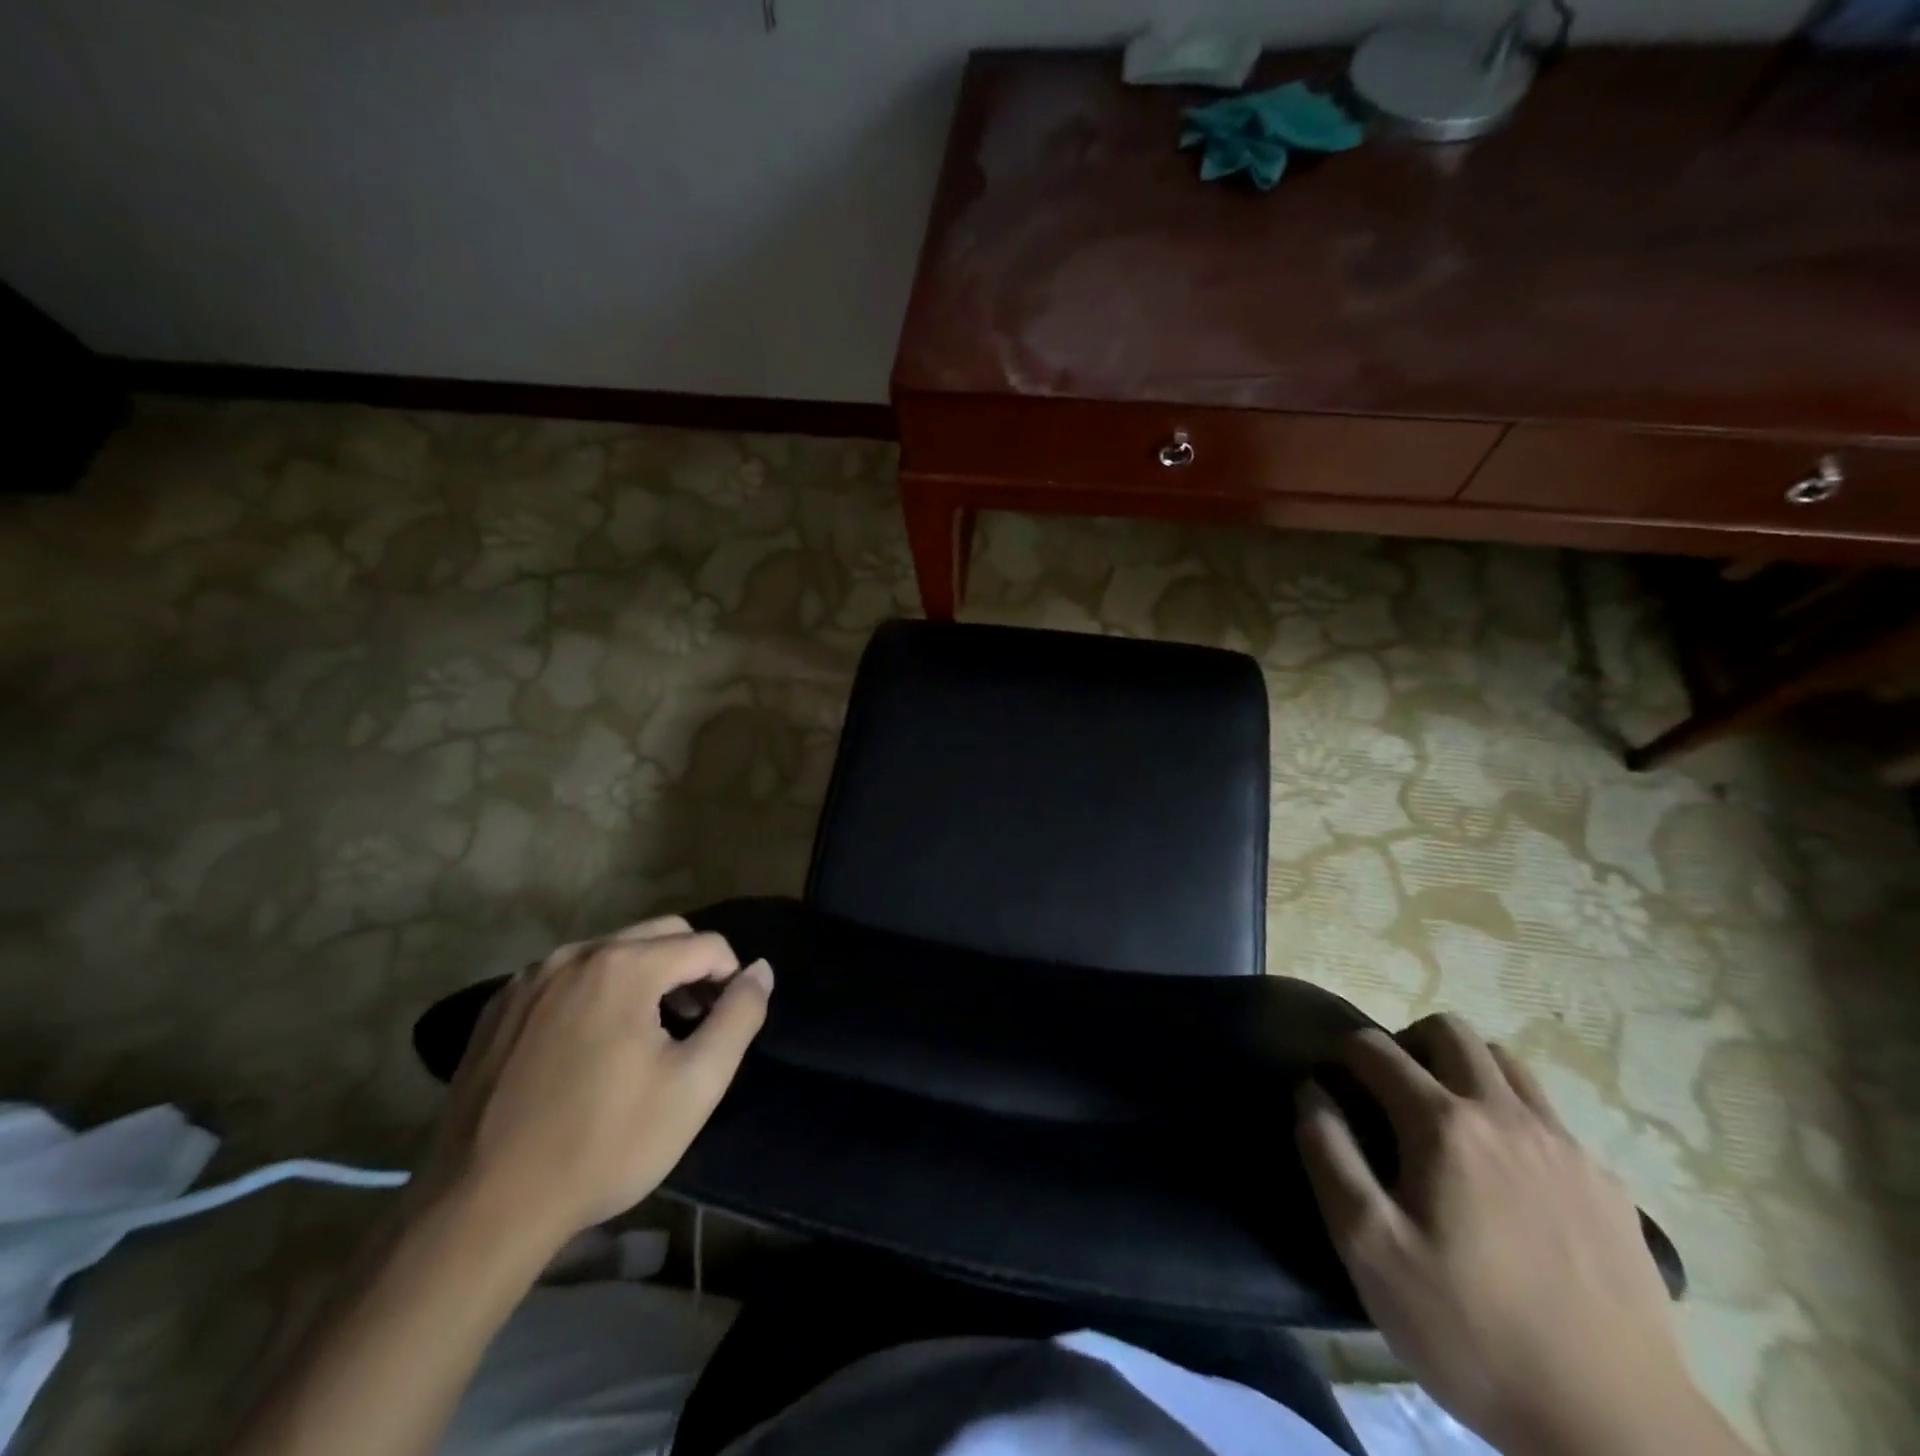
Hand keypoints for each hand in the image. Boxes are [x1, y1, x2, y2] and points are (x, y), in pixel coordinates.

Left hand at [422, 916, 771, 1250]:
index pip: (706, 945)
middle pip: (660, 934)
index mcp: (624, 965)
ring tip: (647, 1037)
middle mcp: (575, 954)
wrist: (481, 1209)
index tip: (726, 1024)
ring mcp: (529, 979)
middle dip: (690, 969)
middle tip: (694, 1024)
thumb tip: (760, 970)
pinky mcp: (498, 1008)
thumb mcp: (695, 1085)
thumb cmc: (603, 1144)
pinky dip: (596, 993)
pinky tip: (590, 1048)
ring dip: (645, 977)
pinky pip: (568, 978)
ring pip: (612, 952)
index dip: (731, 979)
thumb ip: (740, 1016)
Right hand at [1297, 1016, 1744, 1455]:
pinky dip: (1513, 1118)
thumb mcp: (1368, 1247)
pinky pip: (1549, 1116)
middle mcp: (1506, 1115)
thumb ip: (1328, 1153)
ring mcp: (1566, 1147)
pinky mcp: (1607, 1186)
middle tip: (1392, 1097)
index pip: (1375, 1048)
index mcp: (1443, 1123)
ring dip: (1465, 1072)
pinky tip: (1509, 1179)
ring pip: (1506, 1063)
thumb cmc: (1471, 1330)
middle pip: (1449, 1031)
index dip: (1342, 1057)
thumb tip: (1313, 1091)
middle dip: (1407, 1045)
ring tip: (1448, 1126)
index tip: (1335, 1091)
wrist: (1617, 1429)